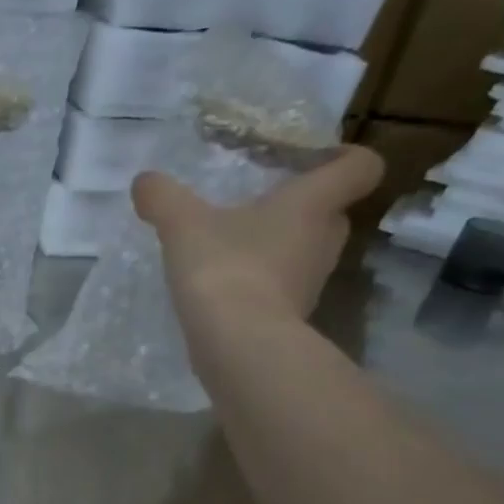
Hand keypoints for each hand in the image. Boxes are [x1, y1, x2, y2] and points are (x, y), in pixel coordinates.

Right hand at [132, 146, 384, 326]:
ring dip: (280, 247)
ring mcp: (312, 282)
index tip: (309, 160)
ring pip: (307, 251)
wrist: (237, 345)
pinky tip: (228, 286)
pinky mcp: (292, 316)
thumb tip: (143, 181)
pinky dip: (264, 283)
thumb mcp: (183, 225)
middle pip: (332, 212)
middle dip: (302, 206)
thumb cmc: (223, 268)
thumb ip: (163, 198)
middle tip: (262, 204)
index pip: (360, 167)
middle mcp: (324, 239)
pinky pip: (284, 287)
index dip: (344, 158)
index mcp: (313, 203)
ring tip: (237, 247)